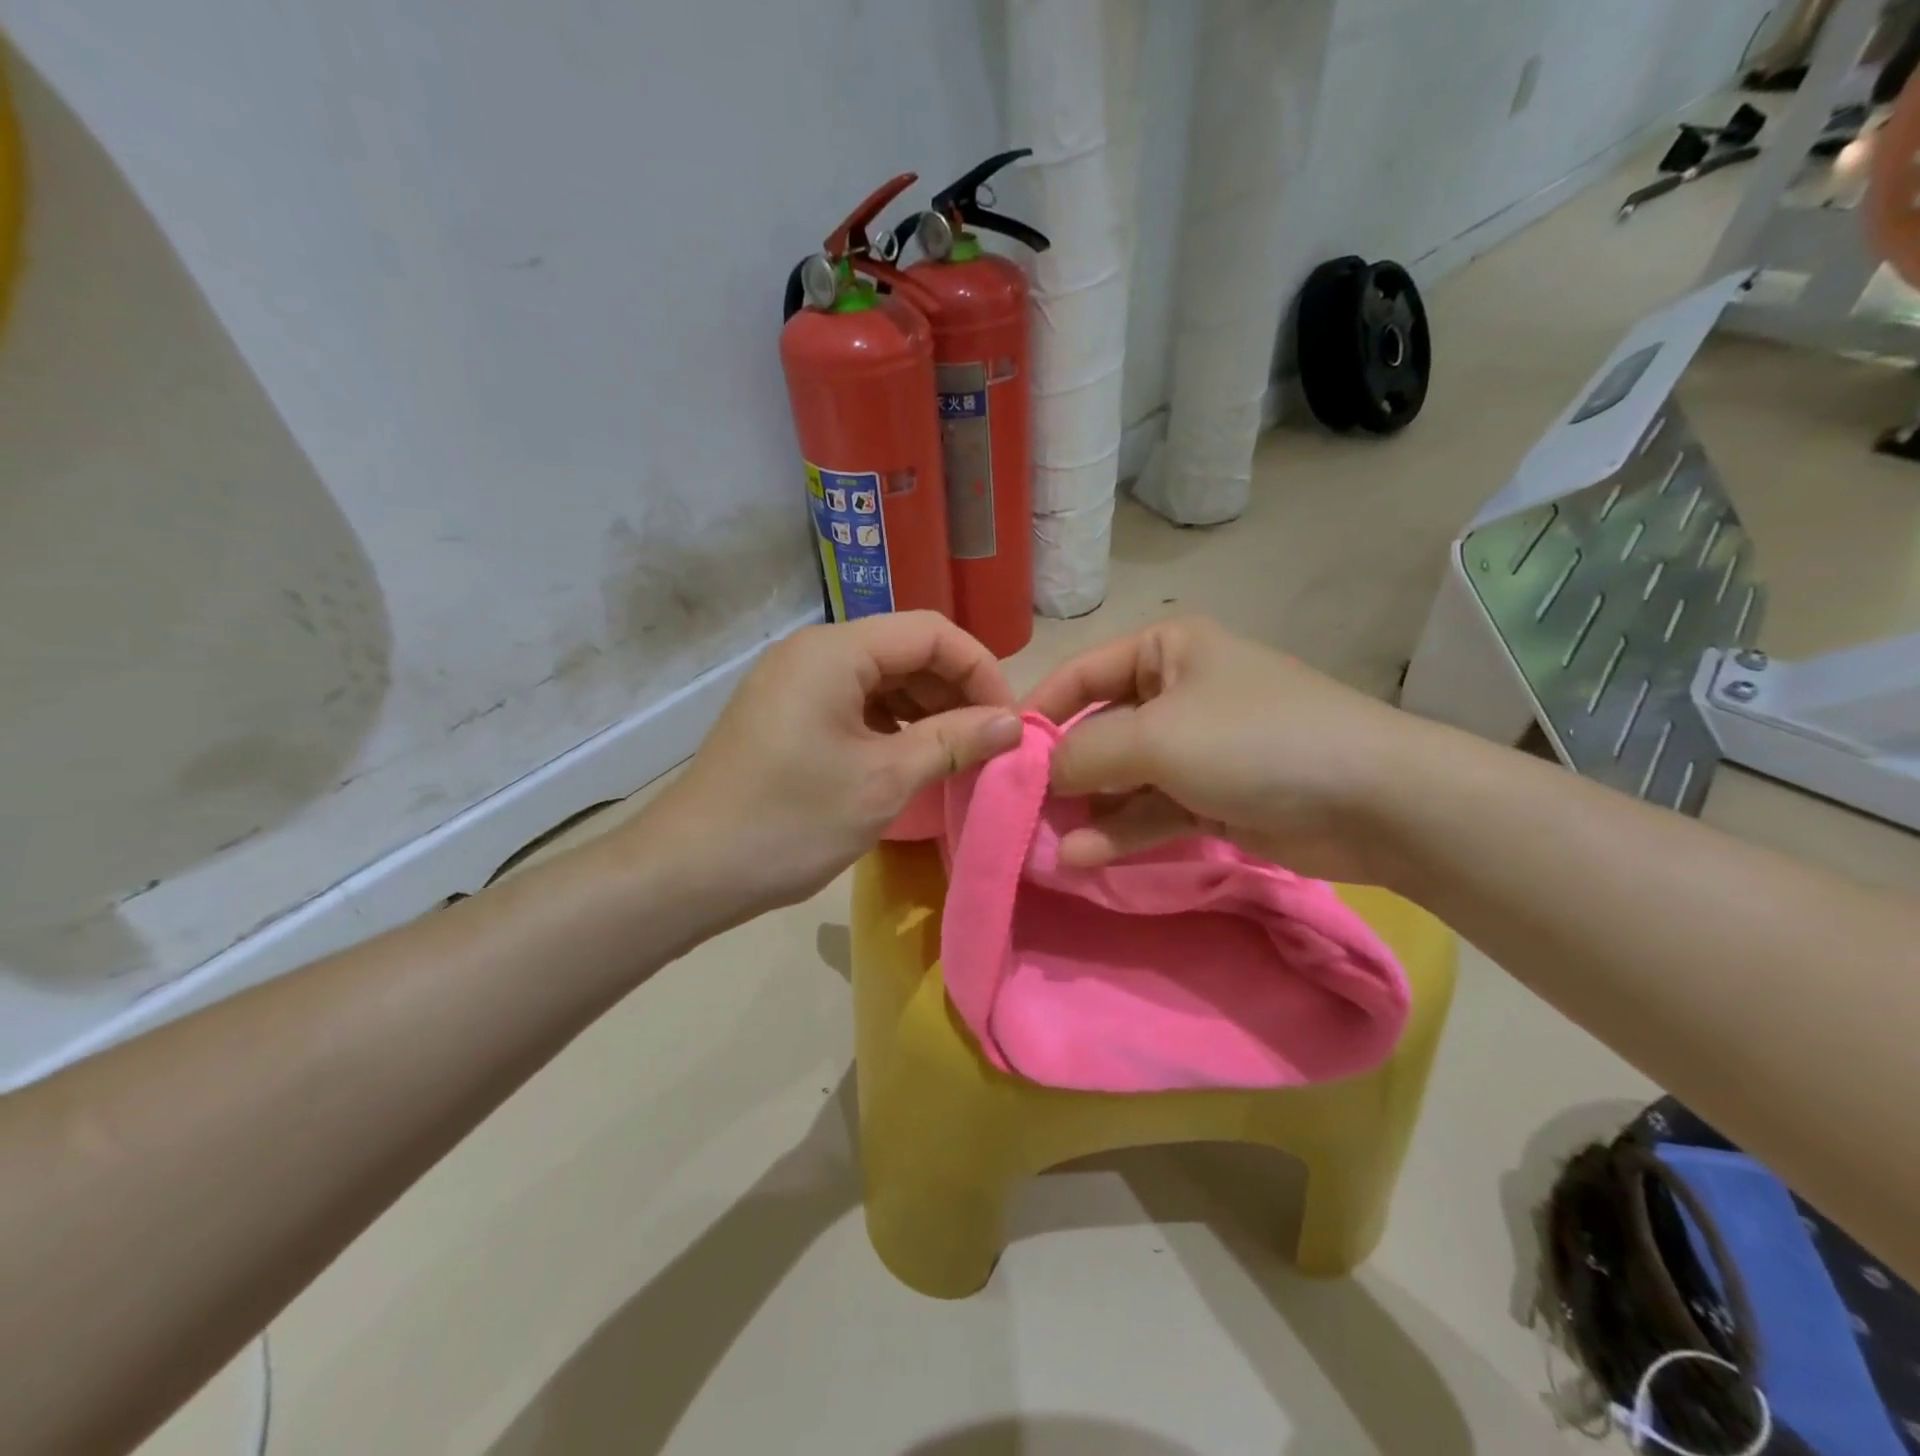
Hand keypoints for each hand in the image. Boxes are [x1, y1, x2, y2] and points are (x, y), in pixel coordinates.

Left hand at [633, 613, 1020, 924]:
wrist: (690, 870)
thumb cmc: (791, 821)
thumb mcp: (884, 781)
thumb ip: (954, 741)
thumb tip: (1013, 722)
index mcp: (836, 651)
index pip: (931, 633)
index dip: (980, 670)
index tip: (1008, 721)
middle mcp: (814, 651)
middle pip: (906, 650)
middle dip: (954, 692)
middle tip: (987, 744)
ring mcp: (796, 681)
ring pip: (882, 678)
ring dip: (926, 710)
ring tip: (956, 755)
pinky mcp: (787, 712)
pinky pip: (855, 702)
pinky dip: (891, 725)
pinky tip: (911, 759)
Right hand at [1023, 616, 1422, 882]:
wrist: (1373, 800)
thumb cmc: (1254, 740)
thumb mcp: (1155, 736)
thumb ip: (1085, 752)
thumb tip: (1041, 773)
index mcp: (1166, 649)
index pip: (1082, 674)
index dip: (1039, 711)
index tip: (1000, 753)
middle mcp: (1176, 692)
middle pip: (1099, 730)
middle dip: (1062, 771)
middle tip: (1018, 810)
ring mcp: (1195, 749)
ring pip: (1122, 777)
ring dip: (1087, 809)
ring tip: (1045, 843)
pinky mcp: (1211, 797)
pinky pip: (1151, 810)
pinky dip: (1120, 831)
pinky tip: (1083, 857)